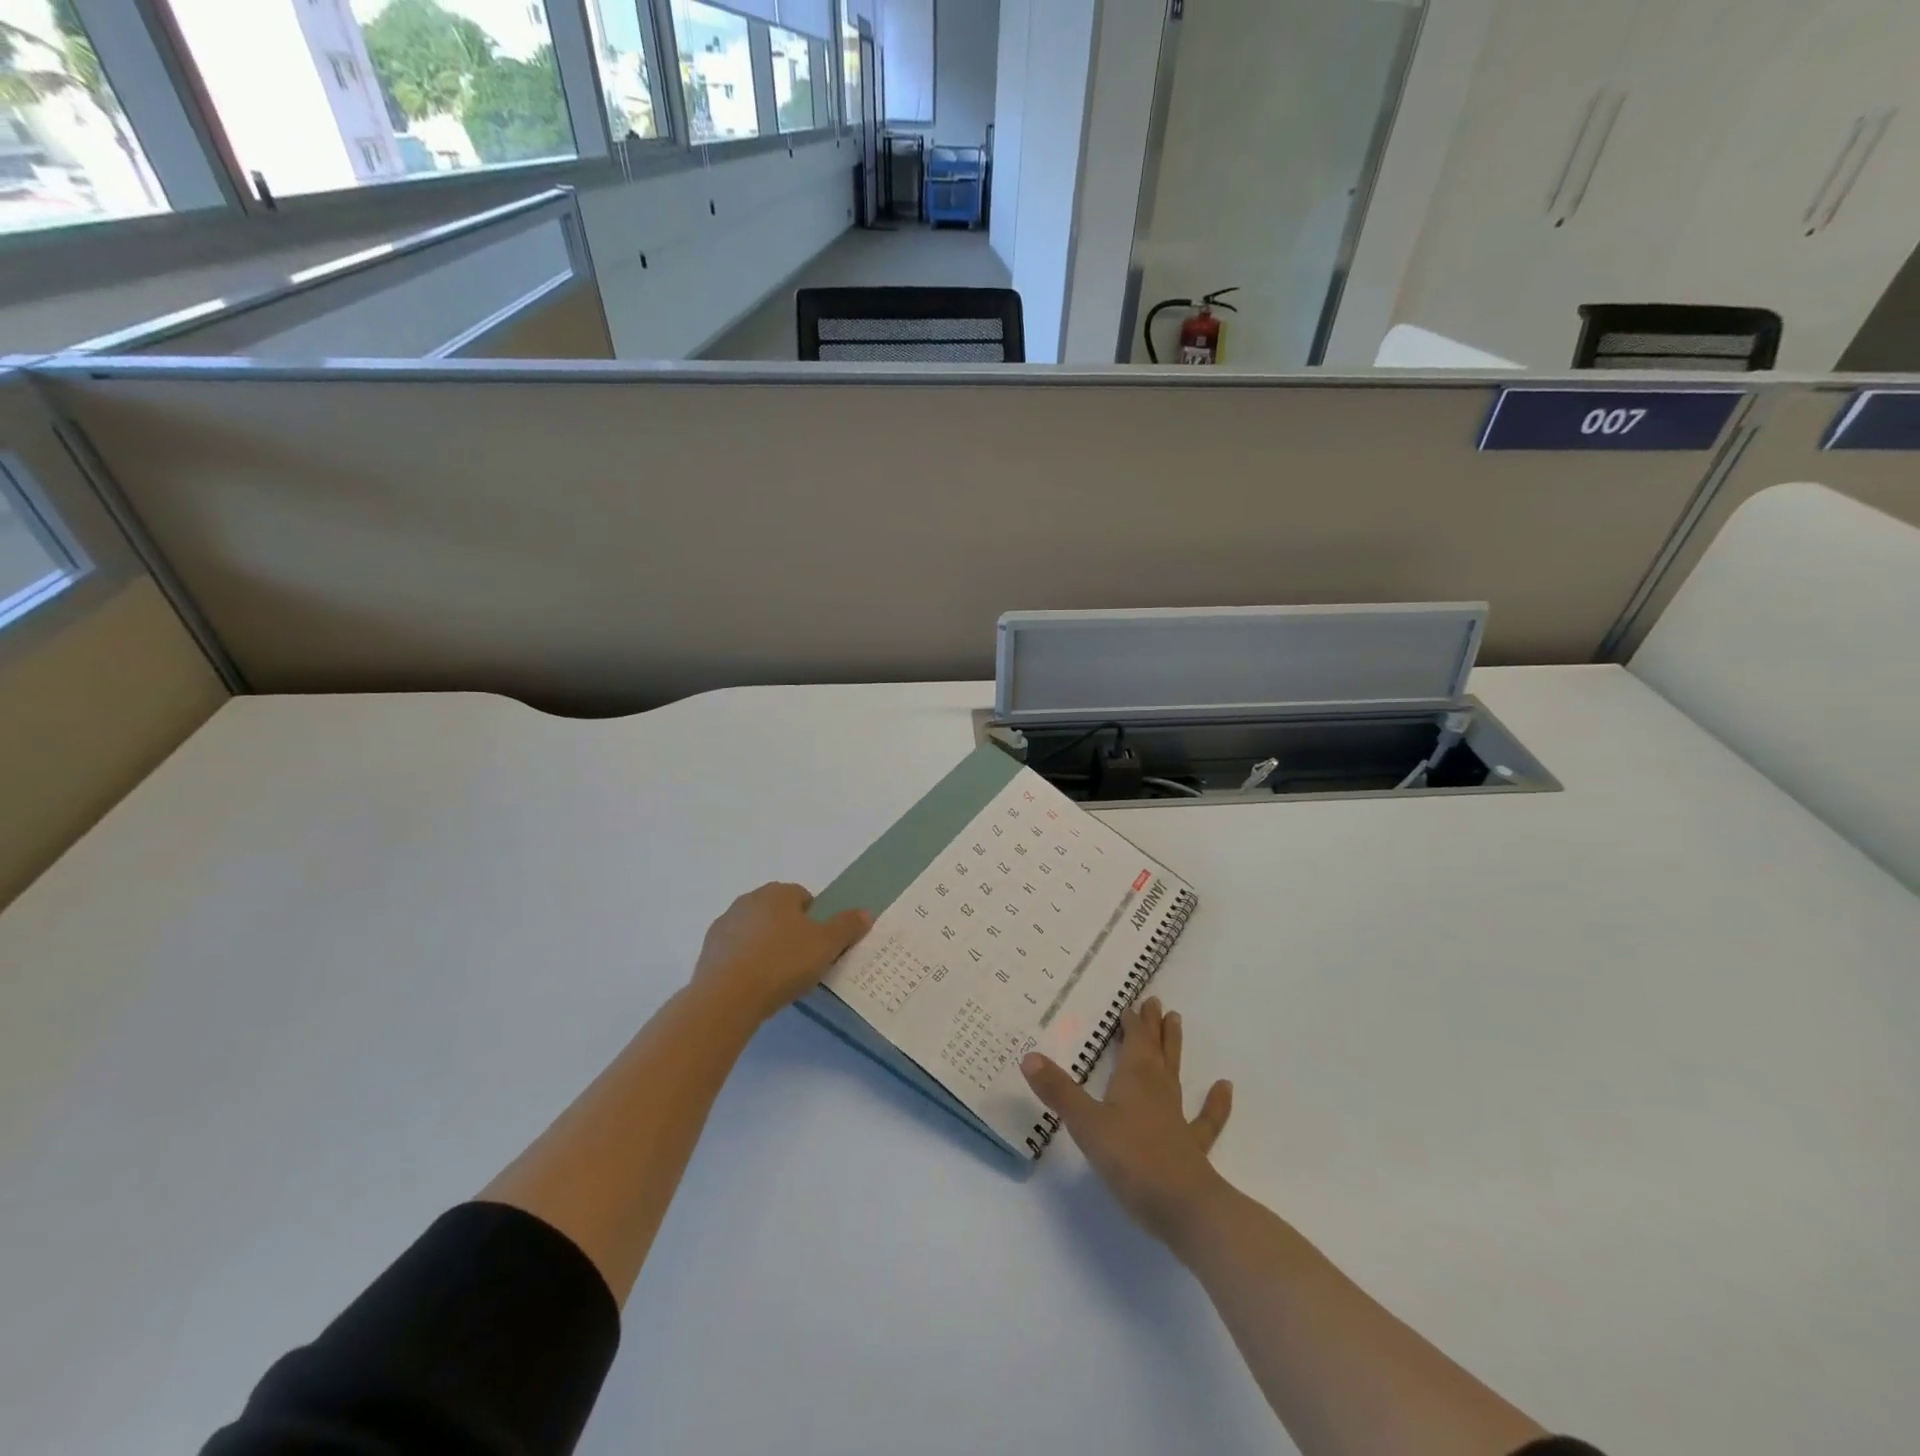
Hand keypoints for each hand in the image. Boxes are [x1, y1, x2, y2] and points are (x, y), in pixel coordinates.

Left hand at [691, 883, 871, 1022]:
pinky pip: (735, 951)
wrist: (727, 997)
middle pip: (777, 912)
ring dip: (766, 945)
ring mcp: (724, 924)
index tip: (820, 945)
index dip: (815, 919)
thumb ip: (847, 926)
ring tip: (777, 976)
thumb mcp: (826, 945)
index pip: (803, 896)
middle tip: (802, 961)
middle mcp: (749, 900)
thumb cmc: (782, 963)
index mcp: (778, 892)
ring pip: (755, 930)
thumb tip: (866, 912)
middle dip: (790, 930)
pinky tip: (754, 985)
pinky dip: (745, 962)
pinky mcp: (708, 951)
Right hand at [1023, 997, 1232, 1251]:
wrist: (1184, 1208)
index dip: (1132, 1023)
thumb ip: (1058, 1092)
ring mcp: (1177, 1117)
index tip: (1131, 1004)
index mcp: (1134, 1079)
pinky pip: (1205, 1119)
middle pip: (1155, 1050)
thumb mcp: (1086, 1124)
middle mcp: (1157, 1090)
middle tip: (1155, 1002)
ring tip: (1177, 1021)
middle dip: (1152, 1026)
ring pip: (1174, 1073)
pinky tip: (1224, 1087)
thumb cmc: (1132, 1160)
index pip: (1134, 1041)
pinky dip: (1215, 1102)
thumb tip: (1029, 1057)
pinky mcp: (1191, 1147)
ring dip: (1173, 1047)